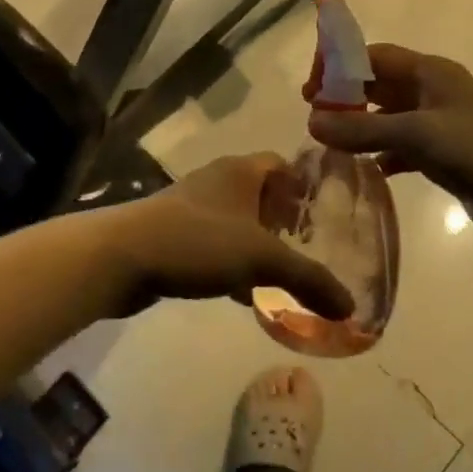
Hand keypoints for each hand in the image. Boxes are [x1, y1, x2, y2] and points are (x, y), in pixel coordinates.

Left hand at [104, 154, 352, 319]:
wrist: (122, 256)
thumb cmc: (197, 241)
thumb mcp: (261, 258)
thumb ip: (308, 280)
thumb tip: (350, 308)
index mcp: (240, 170)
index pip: (282, 163)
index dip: (306, 184)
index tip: (328, 214)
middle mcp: (217, 181)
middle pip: (261, 194)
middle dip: (285, 220)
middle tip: (313, 248)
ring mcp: (192, 208)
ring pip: (237, 222)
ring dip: (259, 244)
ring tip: (285, 274)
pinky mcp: (174, 235)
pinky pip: (215, 245)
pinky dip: (233, 264)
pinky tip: (245, 294)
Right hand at [304, 44, 472, 260]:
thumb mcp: (417, 134)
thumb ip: (362, 129)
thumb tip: (310, 122)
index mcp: (430, 73)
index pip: (375, 56)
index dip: (340, 66)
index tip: (311, 90)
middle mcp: (433, 93)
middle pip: (379, 85)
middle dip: (346, 97)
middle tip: (313, 118)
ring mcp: (440, 126)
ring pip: (389, 118)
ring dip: (361, 128)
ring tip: (329, 144)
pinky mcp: (445, 157)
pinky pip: (403, 149)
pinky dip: (382, 155)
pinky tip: (365, 170)